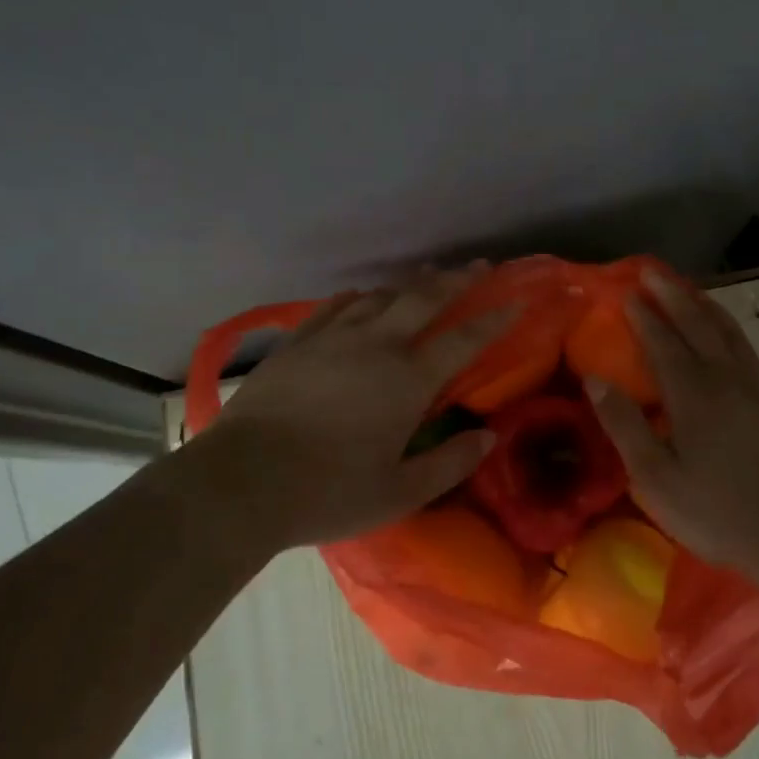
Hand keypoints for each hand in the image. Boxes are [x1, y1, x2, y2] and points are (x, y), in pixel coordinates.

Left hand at [178, 267, 510, 553]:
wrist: (241, 482)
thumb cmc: (328, 493)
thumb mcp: (400, 493)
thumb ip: (451, 464)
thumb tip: (489, 437)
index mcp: (409, 381)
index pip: (464, 340)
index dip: (495, 319)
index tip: (516, 300)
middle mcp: (377, 346)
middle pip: (424, 299)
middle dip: (456, 280)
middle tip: (478, 265)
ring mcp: (333, 338)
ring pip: (381, 297)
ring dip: (410, 285)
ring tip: (426, 278)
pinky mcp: (298, 343)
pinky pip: (334, 307)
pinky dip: (357, 298)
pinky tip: (361, 296)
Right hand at [586, 271, 758, 582]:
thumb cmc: (721, 512)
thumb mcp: (658, 478)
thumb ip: (625, 426)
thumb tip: (595, 380)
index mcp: (693, 394)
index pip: (662, 342)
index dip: (643, 316)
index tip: (626, 291)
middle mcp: (726, 378)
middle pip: (697, 324)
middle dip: (672, 295)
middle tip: (651, 271)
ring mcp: (757, 388)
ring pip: (728, 332)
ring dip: (704, 305)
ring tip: (688, 289)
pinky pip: (746, 348)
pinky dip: (728, 328)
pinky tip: (726, 334)